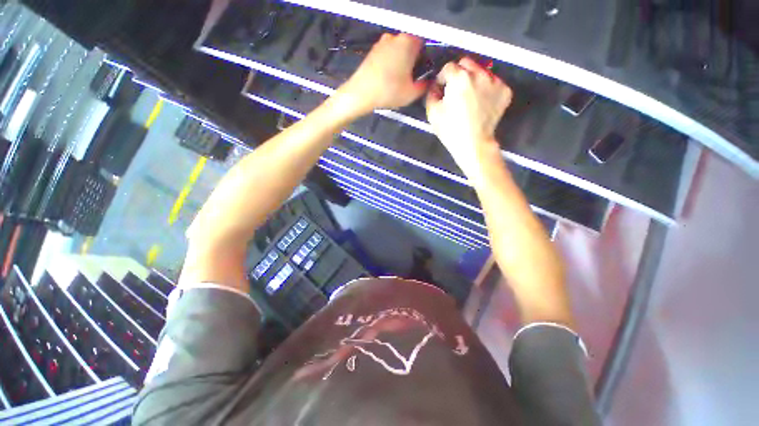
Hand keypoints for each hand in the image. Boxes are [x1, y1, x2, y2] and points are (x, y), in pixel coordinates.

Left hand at [334, 33, 426, 116]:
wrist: (361, 93)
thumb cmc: (389, 91)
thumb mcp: (412, 93)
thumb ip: (425, 86)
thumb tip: (428, 82)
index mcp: (408, 42)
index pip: (424, 45)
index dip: (425, 60)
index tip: (421, 74)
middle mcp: (395, 37)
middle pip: (410, 47)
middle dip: (412, 62)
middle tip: (410, 80)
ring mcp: (381, 43)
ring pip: (398, 52)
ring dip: (400, 64)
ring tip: (398, 82)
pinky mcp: (372, 51)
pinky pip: (387, 56)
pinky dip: (390, 65)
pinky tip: (387, 80)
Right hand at [425, 57, 511, 177]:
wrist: (473, 144)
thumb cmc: (451, 130)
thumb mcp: (432, 113)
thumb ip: (431, 94)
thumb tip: (435, 87)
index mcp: (459, 78)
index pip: (448, 67)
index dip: (442, 78)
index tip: (441, 88)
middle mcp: (479, 74)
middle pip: (466, 63)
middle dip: (458, 74)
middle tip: (455, 90)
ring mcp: (495, 82)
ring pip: (481, 71)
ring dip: (473, 79)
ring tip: (469, 96)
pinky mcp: (505, 91)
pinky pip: (494, 83)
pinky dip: (487, 88)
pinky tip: (481, 101)